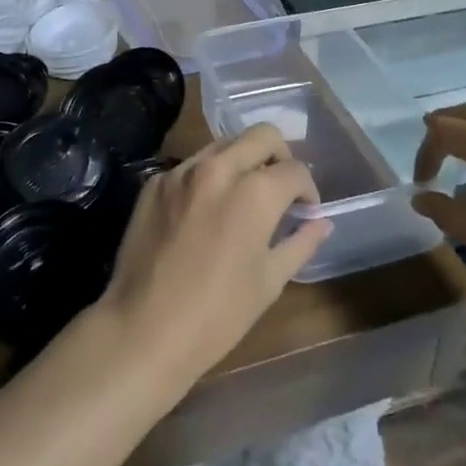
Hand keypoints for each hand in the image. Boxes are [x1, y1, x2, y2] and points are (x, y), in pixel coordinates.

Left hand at [95, 124, 331, 389]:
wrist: (143, 329)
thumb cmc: (217, 315)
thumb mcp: (269, 282)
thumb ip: (300, 243)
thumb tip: (322, 222)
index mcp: (255, 192)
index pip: (294, 170)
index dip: (307, 189)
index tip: (305, 209)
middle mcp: (219, 168)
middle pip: (262, 135)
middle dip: (280, 156)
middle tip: (279, 187)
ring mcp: (182, 170)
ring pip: (224, 144)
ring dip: (242, 160)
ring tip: (243, 194)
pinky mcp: (154, 181)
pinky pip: (190, 165)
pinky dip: (207, 177)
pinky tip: (204, 210)